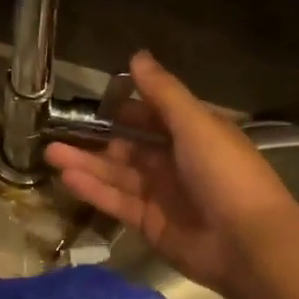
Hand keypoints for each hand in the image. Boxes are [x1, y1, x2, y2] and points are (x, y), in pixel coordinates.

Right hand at [46, 52, 298, 295]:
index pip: (154, 116)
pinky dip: (94, 190)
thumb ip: (163, 92)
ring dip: (86, 163)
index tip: (94, 104)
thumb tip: (136, 55)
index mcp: (194, 134)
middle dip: (96, 139)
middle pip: (130, 147)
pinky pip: (117, 202)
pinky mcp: (150, 224)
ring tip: (50, 153)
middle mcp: (177, 162)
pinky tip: (68, 178)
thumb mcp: (195, 123)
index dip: (125, 109)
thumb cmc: (225, 173)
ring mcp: (162, 195)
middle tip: (57, 132)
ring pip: (118, 174)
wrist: (247, 243)